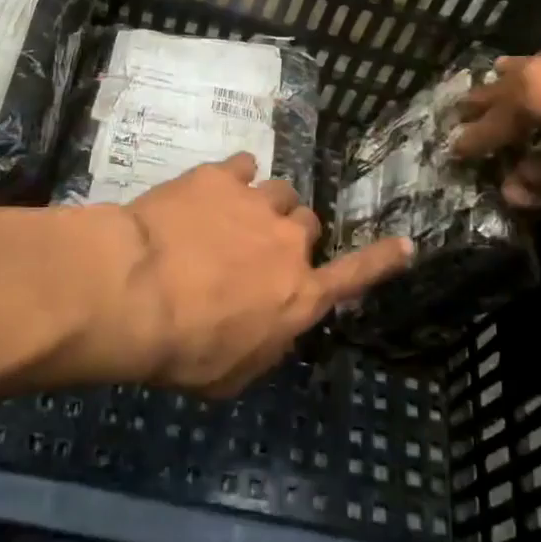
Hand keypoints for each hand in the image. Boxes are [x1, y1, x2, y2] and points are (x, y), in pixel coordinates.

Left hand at [90, 154, 413, 395]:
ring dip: (263, 205)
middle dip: (289, 237)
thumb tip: (271, 327)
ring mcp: (257, 202)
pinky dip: (233, 178)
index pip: (355, 275)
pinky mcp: (220, 176)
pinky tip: (211, 190)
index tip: (406, 243)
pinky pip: (242, 166)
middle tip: (255, 250)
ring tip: (232, 216)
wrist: (134, 291)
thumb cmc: (182, 349)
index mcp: (299, 295)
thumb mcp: (230, 375)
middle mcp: (289, 243)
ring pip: (280, 192)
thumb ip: (263, 345)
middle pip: (307, 226)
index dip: (383, 259)